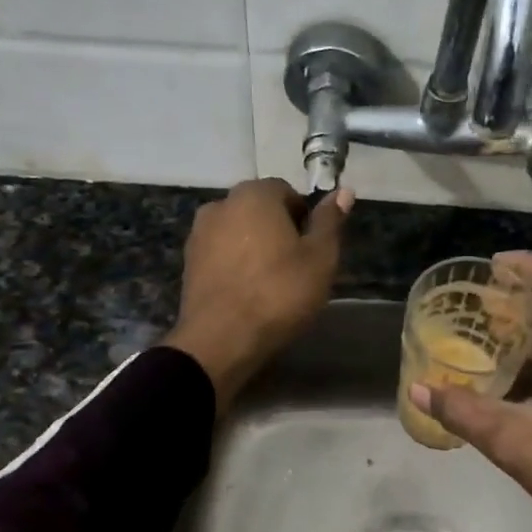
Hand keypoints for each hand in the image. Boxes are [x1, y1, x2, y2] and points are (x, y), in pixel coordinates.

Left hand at [163, 179, 351, 411]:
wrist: (221, 340)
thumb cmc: (279, 293)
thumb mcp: (320, 258)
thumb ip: (329, 222)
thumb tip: (343, 191)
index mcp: (254, 195)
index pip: (286, 191)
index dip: (303, 217)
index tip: (312, 247)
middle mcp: (221, 204)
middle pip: (258, 209)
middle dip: (277, 230)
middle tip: (296, 265)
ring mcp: (199, 233)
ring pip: (237, 232)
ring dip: (254, 246)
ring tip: (270, 281)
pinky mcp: (188, 263)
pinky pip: (220, 254)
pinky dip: (235, 264)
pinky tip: (247, 292)